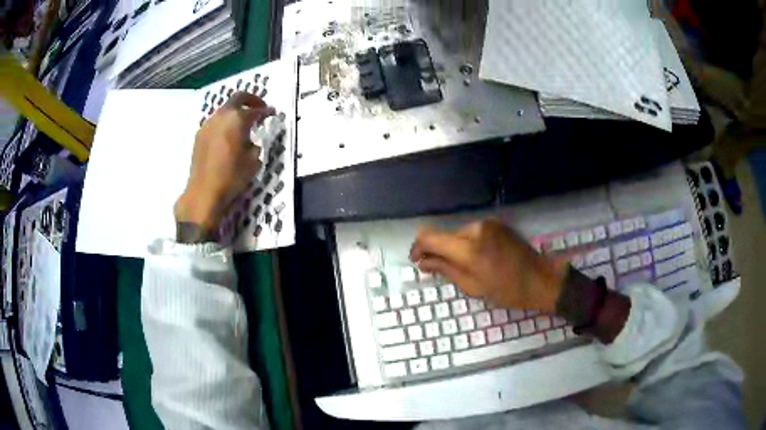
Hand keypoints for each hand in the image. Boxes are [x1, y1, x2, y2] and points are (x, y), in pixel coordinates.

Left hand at [174, 92, 274, 240]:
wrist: (204, 192)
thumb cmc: (231, 177)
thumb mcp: (253, 162)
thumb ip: (255, 146)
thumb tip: (251, 142)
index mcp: (237, 119)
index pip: (256, 110)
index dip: (266, 111)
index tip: (272, 113)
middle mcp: (222, 116)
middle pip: (238, 98)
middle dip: (251, 100)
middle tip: (259, 108)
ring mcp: (208, 124)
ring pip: (225, 110)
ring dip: (235, 112)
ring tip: (243, 124)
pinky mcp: (200, 135)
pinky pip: (215, 122)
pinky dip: (224, 123)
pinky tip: (228, 136)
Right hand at [409, 219, 568, 310]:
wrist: (542, 279)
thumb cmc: (508, 291)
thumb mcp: (473, 287)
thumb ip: (445, 270)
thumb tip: (422, 262)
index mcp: (469, 248)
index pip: (430, 237)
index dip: (418, 247)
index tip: (416, 260)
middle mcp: (475, 228)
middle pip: (443, 234)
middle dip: (436, 250)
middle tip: (436, 268)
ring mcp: (487, 223)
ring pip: (457, 233)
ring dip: (452, 247)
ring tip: (461, 266)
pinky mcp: (495, 223)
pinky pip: (471, 232)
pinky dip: (466, 243)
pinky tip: (475, 258)